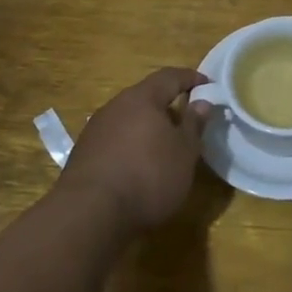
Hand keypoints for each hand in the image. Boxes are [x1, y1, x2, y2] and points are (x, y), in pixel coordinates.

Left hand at [61, 68, 211, 234]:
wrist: (89, 214)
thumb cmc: (148, 176)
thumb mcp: (184, 153)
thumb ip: (194, 124)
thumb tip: (202, 102)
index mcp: (142, 98)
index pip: (169, 76)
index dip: (190, 78)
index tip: (208, 84)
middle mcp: (115, 106)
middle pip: (145, 96)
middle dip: (167, 103)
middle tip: (187, 117)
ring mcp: (95, 130)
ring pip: (128, 118)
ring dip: (148, 126)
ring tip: (165, 144)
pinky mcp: (83, 154)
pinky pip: (115, 138)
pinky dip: (131, 144)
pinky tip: (139, 164)